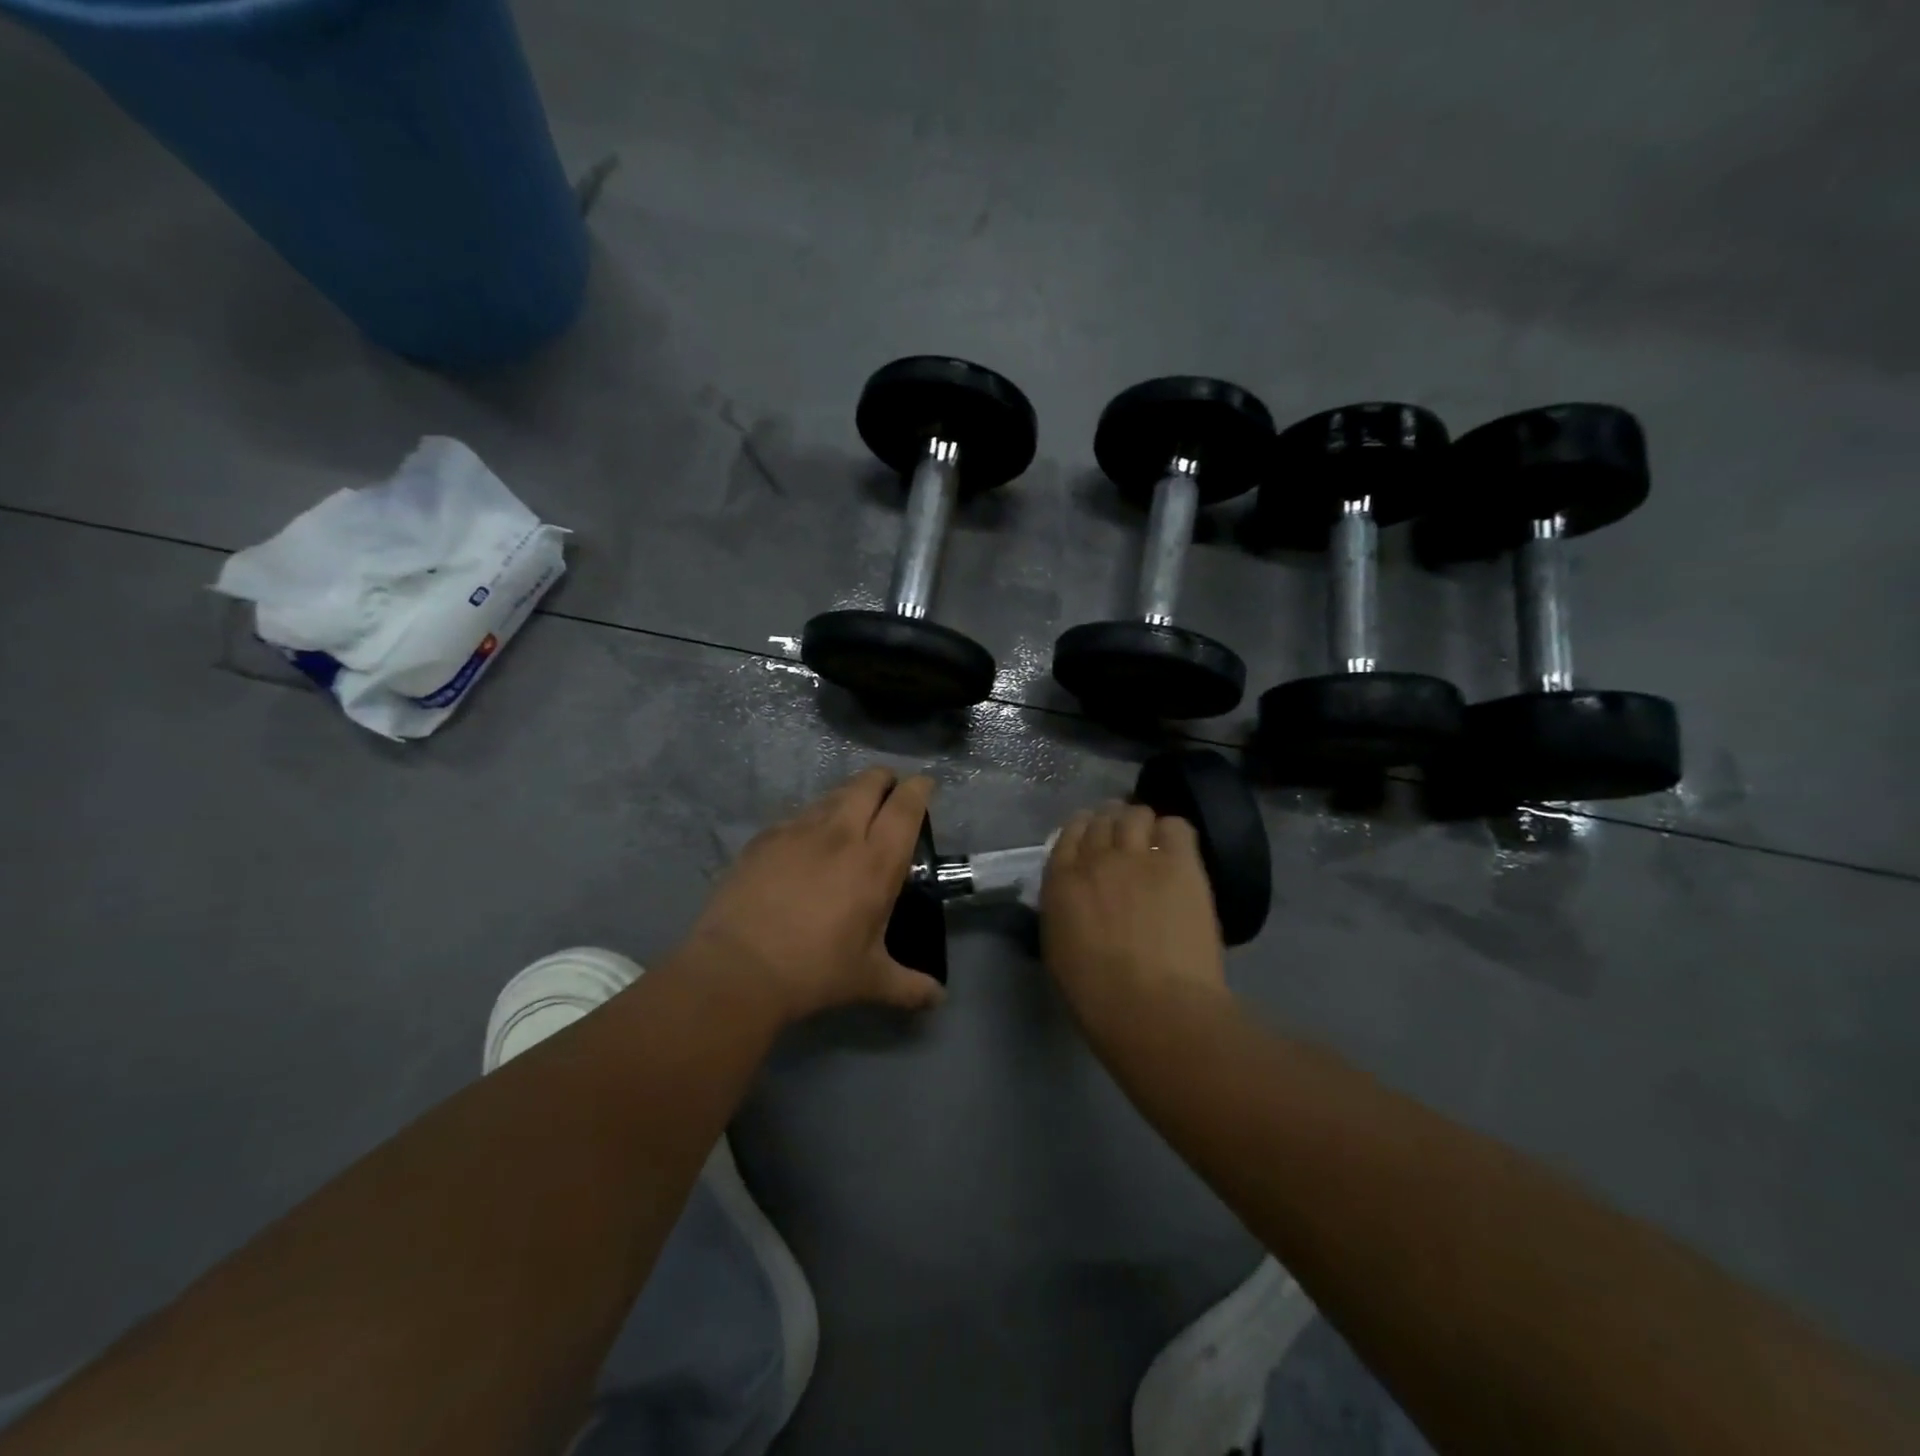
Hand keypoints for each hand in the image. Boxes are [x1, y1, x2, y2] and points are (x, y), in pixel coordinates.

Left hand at [683, 767, 944, 1020]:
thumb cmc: (815, 971)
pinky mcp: (765, 838)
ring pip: (832, 795)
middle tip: (888, 791)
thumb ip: (910, 986)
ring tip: (850, 813)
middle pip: (867, 783)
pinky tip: (805, 843)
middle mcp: (841, 834)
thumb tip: (938, 999)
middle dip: (883, 779)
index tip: (923, 784)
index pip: (905, 806)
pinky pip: (797, 816)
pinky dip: (811, 820)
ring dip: (848, 796)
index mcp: (876, 862)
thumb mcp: (869, 980)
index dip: (918, 788)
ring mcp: (798, 831)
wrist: (738, 968)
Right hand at [1040, 801, 1226, 1019]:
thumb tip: (1075, 897)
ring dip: (1140, 822)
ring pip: (1136, 814)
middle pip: (1102, 819)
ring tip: (1151, 839)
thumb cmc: (1097, 997)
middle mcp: (1096, 858)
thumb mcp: (1058, 951)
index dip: (1081, 830)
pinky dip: (1172, 831)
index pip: (1068, 834)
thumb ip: (1063, 911)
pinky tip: (1176, 849)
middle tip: (1123, 837)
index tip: (1091, 837)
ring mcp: (1138, 856)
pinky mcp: (1180, 863)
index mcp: (1060, 882)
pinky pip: (1176, 827)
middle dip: (1111, 822)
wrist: (1155, 1008)